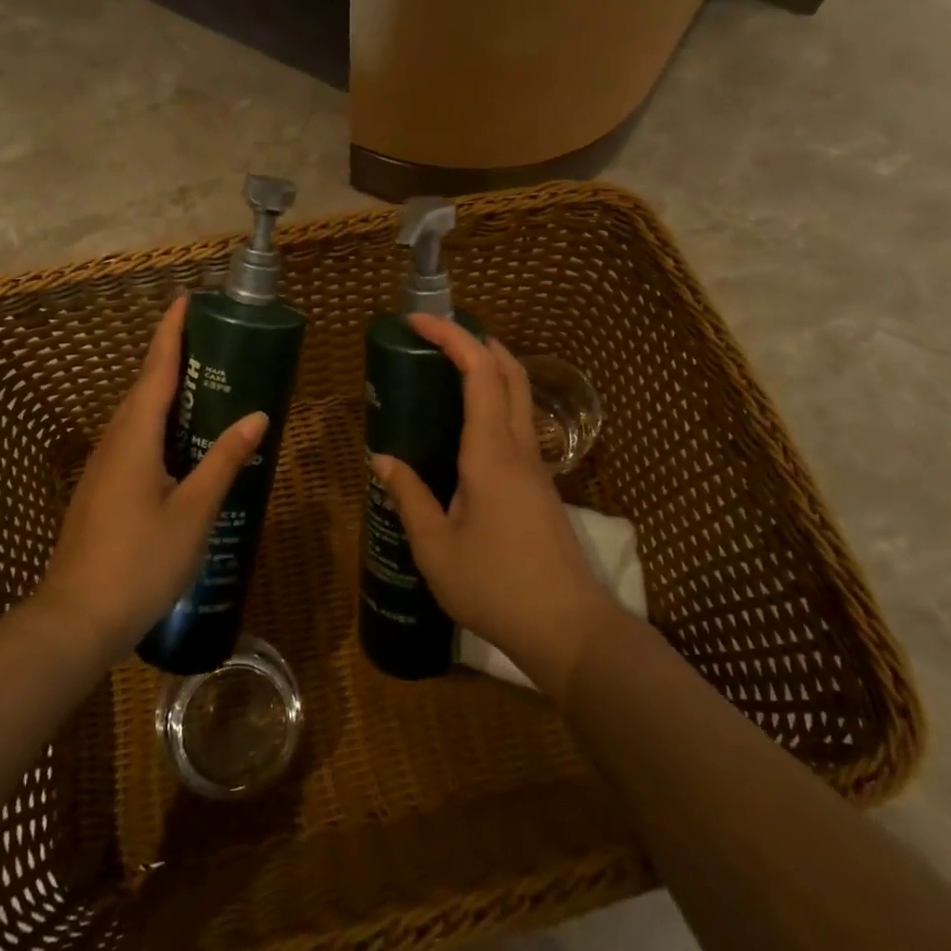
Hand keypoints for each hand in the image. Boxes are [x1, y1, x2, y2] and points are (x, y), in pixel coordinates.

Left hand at [35, 296, 267, 658]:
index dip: (171, 333)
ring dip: (164, 391)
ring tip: (203, 383)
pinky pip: (134, 439)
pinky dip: (159, 423)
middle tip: (209, 340)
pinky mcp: (102, 490)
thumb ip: (224, 460)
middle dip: (171, 357)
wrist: (76, 620)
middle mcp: (114, 442)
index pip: (156, 370)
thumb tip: (257, 416)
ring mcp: (104, 468)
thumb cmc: (140, 561)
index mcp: (135, 437)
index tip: (185, 300)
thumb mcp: (193, 511)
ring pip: (137, 416)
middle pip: (144, 387)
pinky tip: (181, 442)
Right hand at [372, 314, 620, 698]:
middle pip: (511, 371)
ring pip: (521, 394)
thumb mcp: (436, 548)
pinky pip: (520, 422)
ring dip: (490, 367)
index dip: (452, 338)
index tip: (419, 321)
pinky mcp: (541, 485)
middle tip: (437, 335)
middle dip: (477, 340)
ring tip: (448, 369)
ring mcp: (537, 465)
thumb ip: (408, 496)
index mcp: (491, 453)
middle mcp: (520, 448)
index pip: (480, 372)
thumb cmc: (496, 587)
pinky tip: (467, 426)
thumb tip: (382, 459)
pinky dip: (496, 399)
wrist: (569, 629)